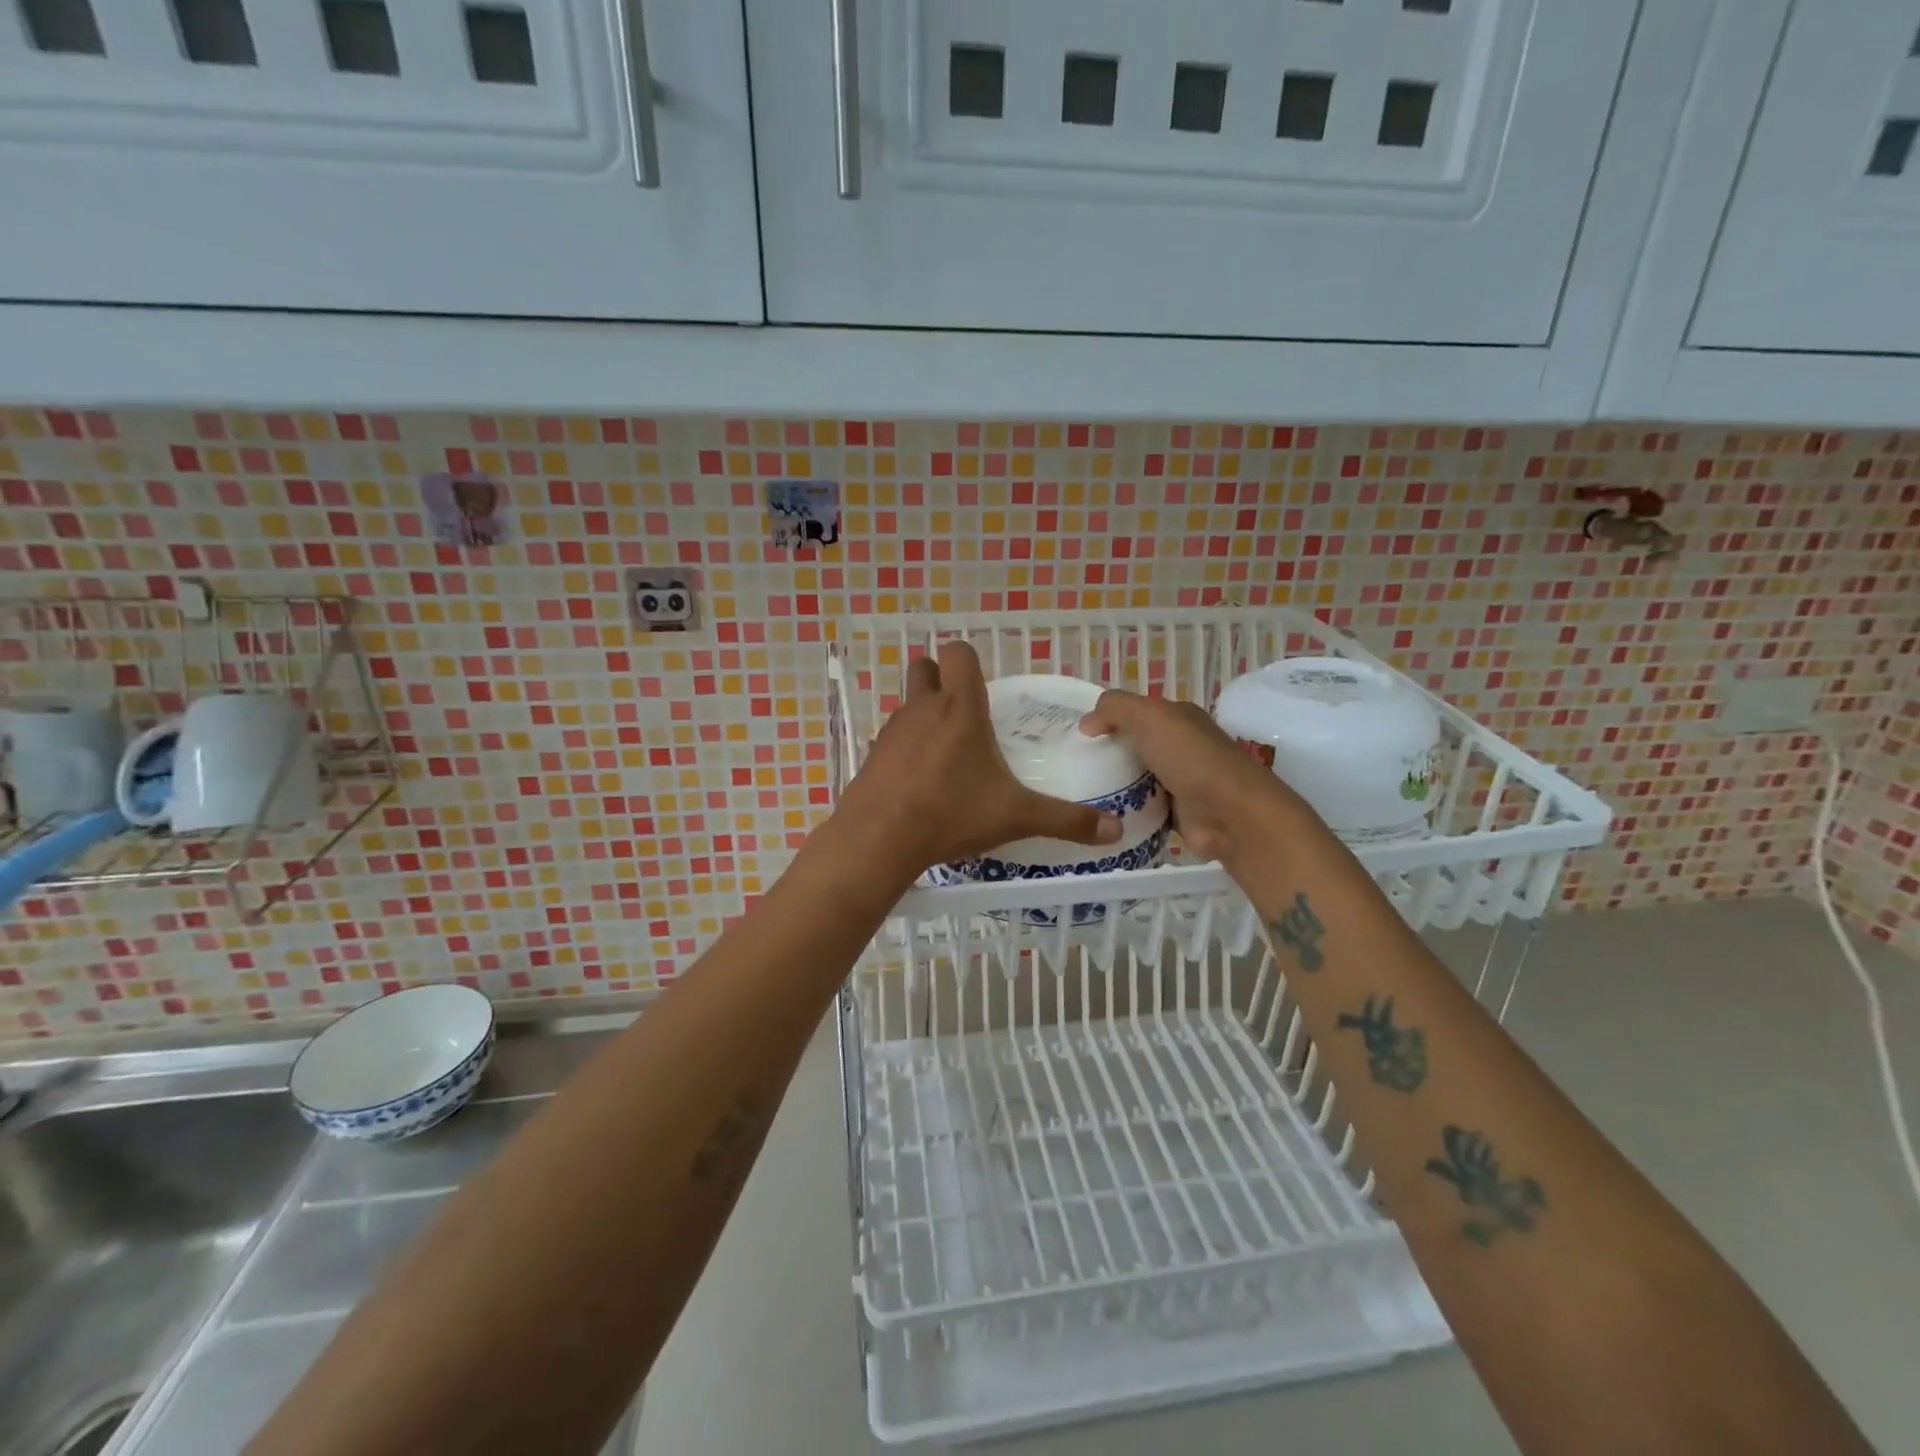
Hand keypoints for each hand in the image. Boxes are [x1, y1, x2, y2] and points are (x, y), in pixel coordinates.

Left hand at [835, 642, 1122, 876]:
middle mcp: (922, 708)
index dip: (969, 661)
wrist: (879, 839)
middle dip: (942, 679)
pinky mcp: (872, 754)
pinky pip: (892, 738)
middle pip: (924, 667)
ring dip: (925, 715)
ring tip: (947, 753)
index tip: (985, 689)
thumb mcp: (1016, 817)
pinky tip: (920, 781)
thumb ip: (1066, 820)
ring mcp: (892, 730)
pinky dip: (906, 748)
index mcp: (960, 708)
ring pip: (907, 703)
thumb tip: (1115, 831)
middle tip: (965, 714)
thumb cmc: (951, 814)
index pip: (958, 652)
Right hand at [1080, 689, 1307, 862]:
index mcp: (1178, 718)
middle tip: (1068, 767)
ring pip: (1134, 779)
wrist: (1230, 815)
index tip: (1074, 736)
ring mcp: (1179, 781)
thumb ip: (1115, 708)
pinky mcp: (1176, 814)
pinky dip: (1123, 812)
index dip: (1105, 719)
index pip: (1134, 712)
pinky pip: (1140, 809)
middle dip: (1104, 754)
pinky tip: (1097, 816)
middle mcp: (1180, 746)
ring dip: (1111, 786)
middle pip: (1132, 746)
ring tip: (1075, 793)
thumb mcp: (1150, 717)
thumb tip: (1086, 723)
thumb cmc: (1190, 759)